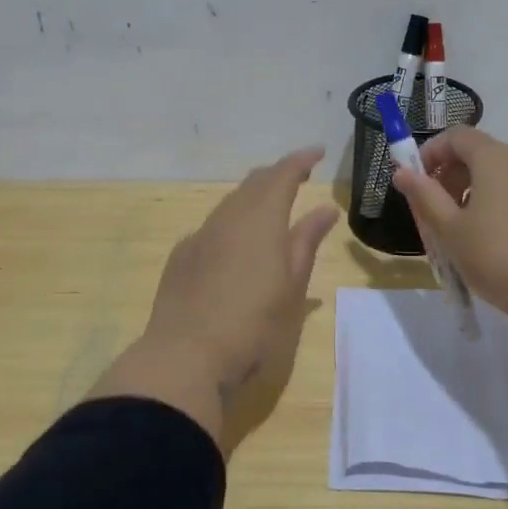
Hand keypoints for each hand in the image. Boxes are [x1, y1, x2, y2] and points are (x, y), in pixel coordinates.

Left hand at [145, 145, 339, 378]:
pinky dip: (232, 223)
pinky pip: (212, 227)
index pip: (282, 175)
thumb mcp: (292, 286)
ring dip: (253, 198)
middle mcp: (228, 218)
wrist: (186, 356)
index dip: (301, 160)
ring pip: (231, 203)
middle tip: (299, 177)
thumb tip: (325, 208)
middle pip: (254, 183)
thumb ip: (307, 241)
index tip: (318, 152)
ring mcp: (200, 236)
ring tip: (271, 208)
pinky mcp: (182, 257)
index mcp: (261, 219)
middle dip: (277, 175)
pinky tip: (237, 244)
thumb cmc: (254, 324)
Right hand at [391, 126, 507, 337]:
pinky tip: (489, 244)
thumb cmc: (498, 257)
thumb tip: (402, 172)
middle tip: (432, 213)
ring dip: (469, 195)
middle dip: (448, 177)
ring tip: (457, 234)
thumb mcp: (450, 229)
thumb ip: (424, 196)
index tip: (414, 182)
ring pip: (497, 177)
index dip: (430, 152)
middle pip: (477, 154)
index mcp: (495, 158)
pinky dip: (493, 207)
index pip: (456, 135)